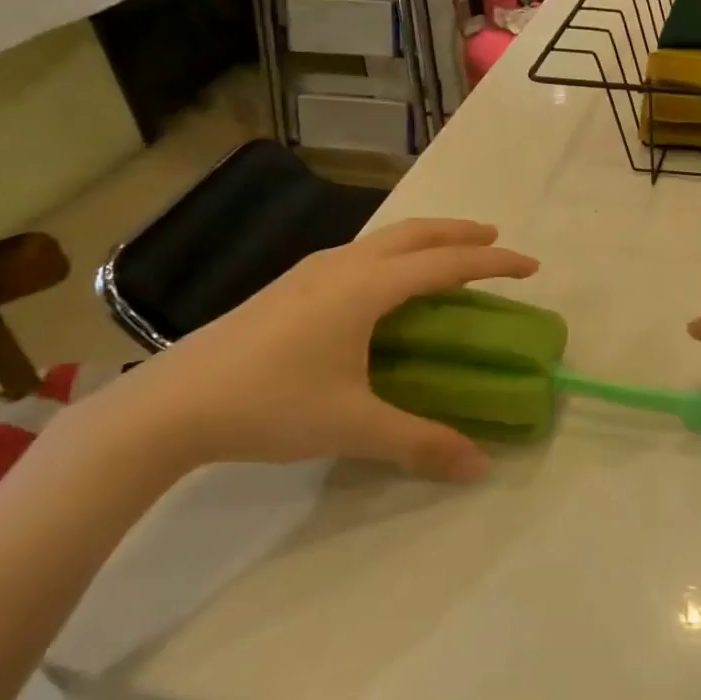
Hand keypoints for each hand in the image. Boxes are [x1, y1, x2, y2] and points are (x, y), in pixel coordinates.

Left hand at [115, 219, 537, 480]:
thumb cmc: (270, 405)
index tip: (531, 266)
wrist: (170, 406)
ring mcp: (310, 271)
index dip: (494, 263)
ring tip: (446, 257)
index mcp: (366, 287)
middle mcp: (343, 265)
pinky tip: (384, 285)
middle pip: (415, 233)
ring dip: (424, 240)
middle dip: (460, 233)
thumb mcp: (353, 426)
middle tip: (495, 241)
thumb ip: (420, 442)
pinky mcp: (289, 286)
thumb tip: (480, 467)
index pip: (446, 264)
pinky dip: (393, 255)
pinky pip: (359, 254)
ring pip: (383, 239)